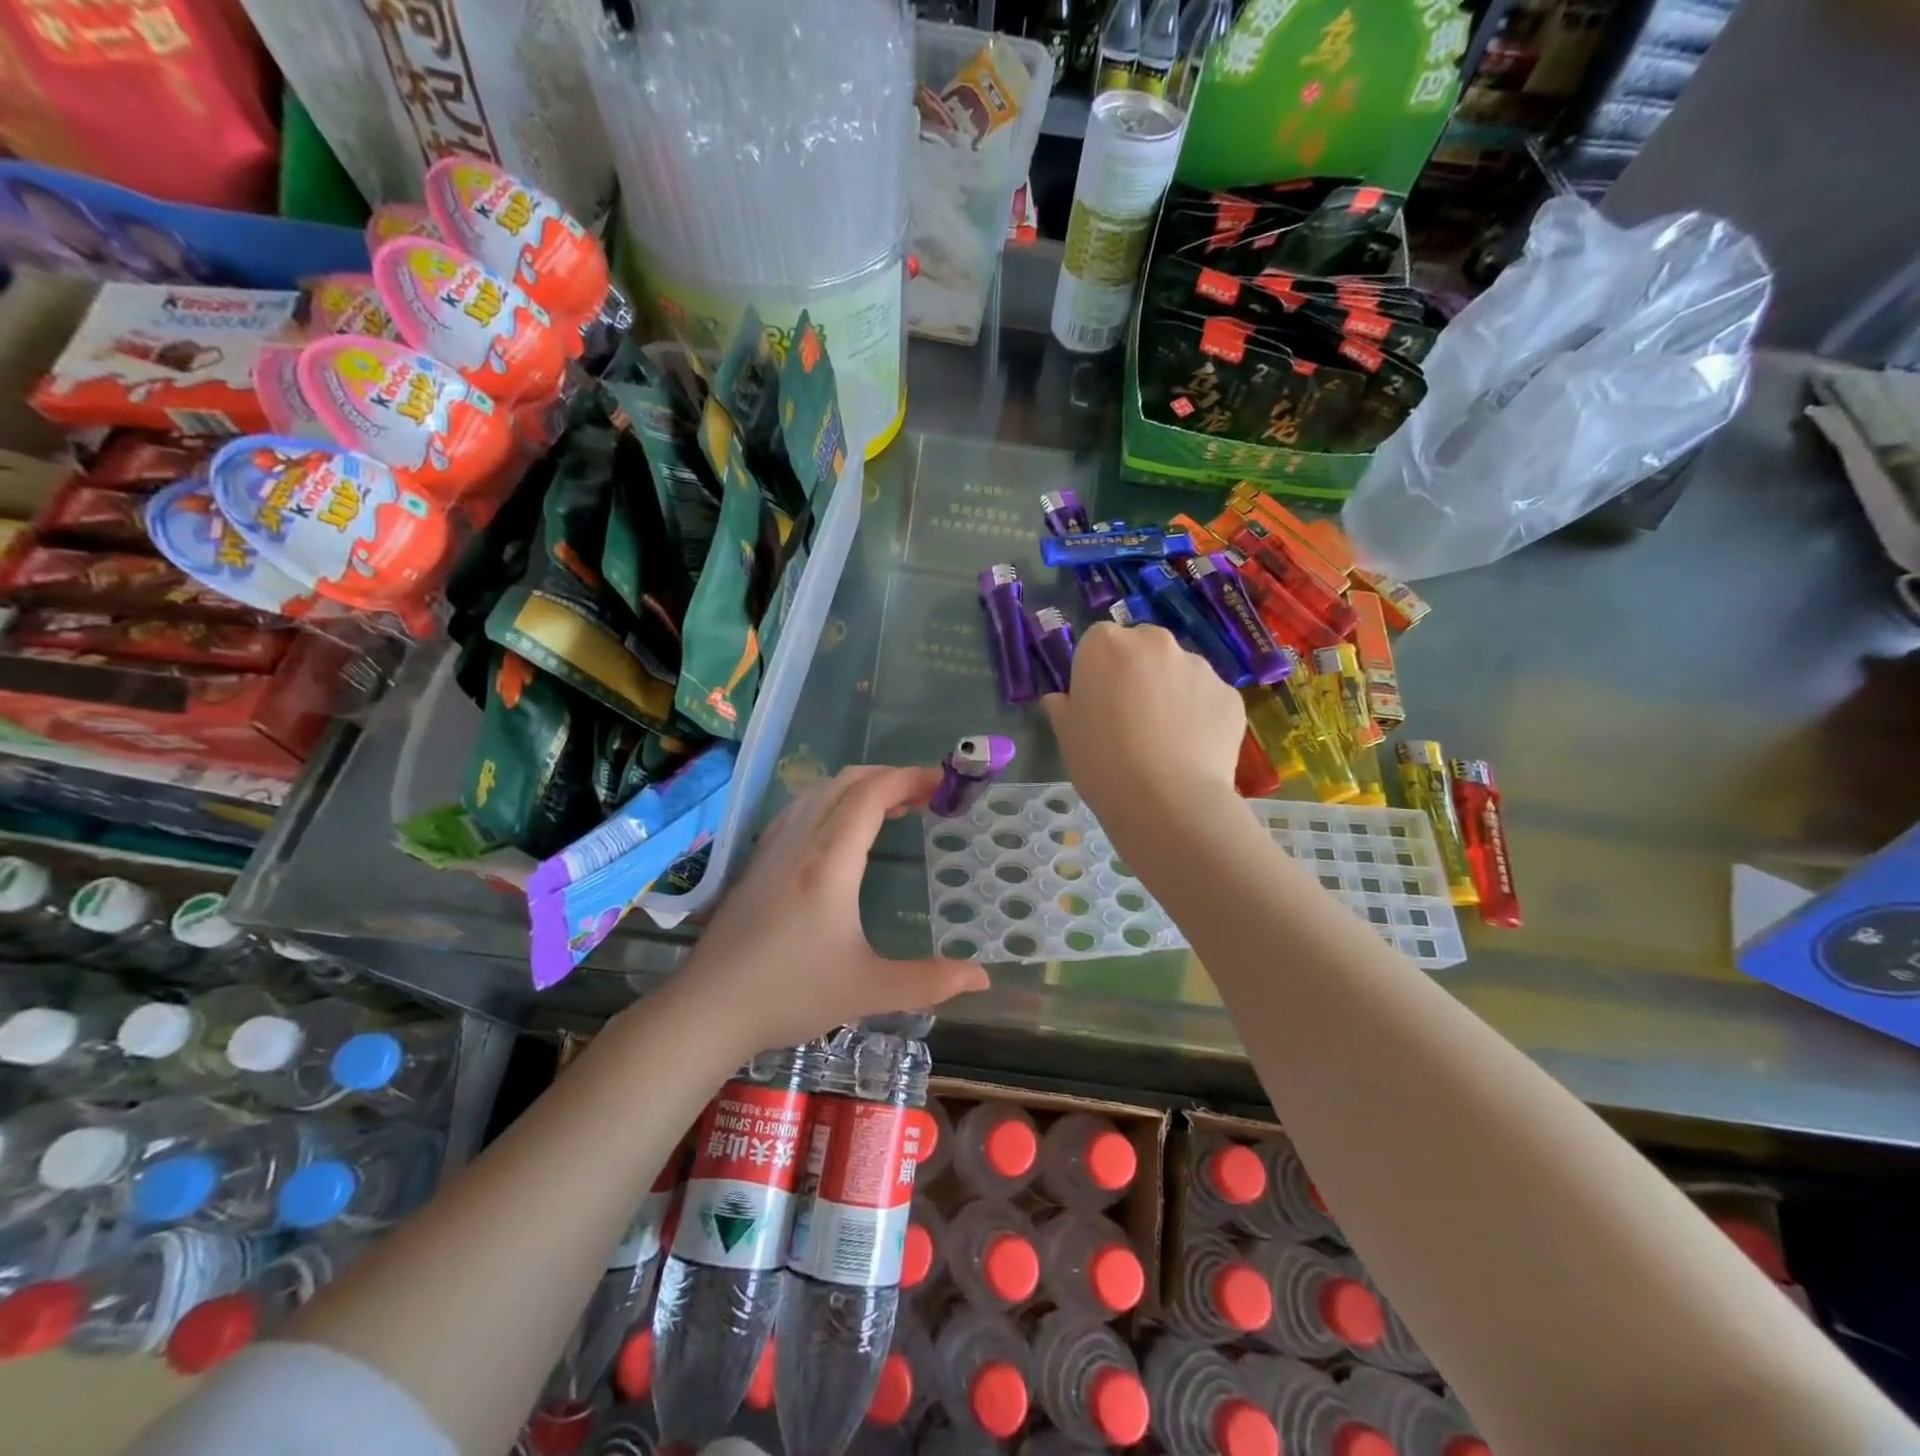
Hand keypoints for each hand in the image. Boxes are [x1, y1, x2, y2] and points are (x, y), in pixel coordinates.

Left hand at [678, 765, 989, 1056]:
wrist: (708, 1009)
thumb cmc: (790, 995)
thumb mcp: (867, 990)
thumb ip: (929, 982)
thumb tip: (982, 976)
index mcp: (830, 863)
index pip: (871, 795)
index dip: (909, 779)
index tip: (941, 783)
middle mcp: (800, 842)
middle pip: (846, 783)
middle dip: (889, 777)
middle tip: (925, 795)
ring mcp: (772, 848)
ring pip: (818, 792)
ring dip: (859, 787)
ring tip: (890, 808)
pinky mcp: (756, 861)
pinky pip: (798, 809)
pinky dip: (830, 801)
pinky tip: (839, 829)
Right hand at [1043, 621, 1244, 825]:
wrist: (1166, 801)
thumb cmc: (1102, 762)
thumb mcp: (1066, 736)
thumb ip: (1063, 707)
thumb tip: (1060, 699)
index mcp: (1106, 645)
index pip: (1097, 642)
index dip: (1096, 671)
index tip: (1097, 701)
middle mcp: (1155, 642)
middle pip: (1143, 648)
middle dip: (1138, 673)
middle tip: (1131, 718)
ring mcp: (1199, 666)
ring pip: (1179, 672)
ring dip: (1171, 693)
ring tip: (1166, 740)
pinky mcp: (1230, 695)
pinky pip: (1208, 699)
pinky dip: (1201, 716)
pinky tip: (1192, 751)